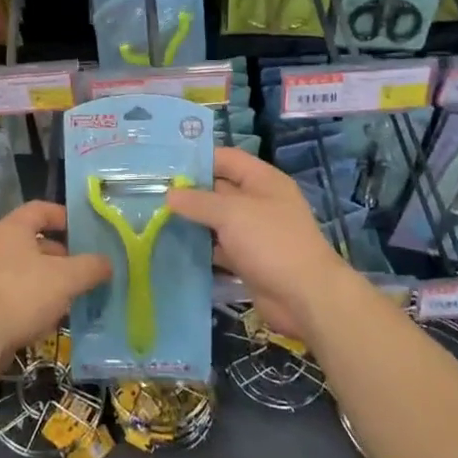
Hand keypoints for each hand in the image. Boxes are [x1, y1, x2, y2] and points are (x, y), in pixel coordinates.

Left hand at [0, 200, 112, 354]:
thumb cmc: (22, 293)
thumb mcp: (66, 277)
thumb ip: (90, 267)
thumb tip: (108, 262)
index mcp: (14, 228)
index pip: (41, 209)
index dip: (63, 216)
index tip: (84, 230)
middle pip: (35, 241)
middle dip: (62, 255)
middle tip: (85, 268)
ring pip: (28, 270)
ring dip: (50, 280)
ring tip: (74, 295)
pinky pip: (17, 293)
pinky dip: (36, 301)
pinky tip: (52, 317)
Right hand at [167, 147, 348, 339]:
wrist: (307, 298)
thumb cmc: (271, 242)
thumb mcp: (232, 213)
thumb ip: (198, 201)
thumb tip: (169, 194)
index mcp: (262, 180)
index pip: (225, 158)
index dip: (197, 159)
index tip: (164, 165)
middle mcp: (258, 202)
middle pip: (218, 189)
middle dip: (188, 192)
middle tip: (150, 193)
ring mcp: (254, 232)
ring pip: (216, 220)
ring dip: (192, 221)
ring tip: (153, 219)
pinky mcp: (248, 259)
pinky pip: (219, 247)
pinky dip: (200, 247)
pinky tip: (172, 247)